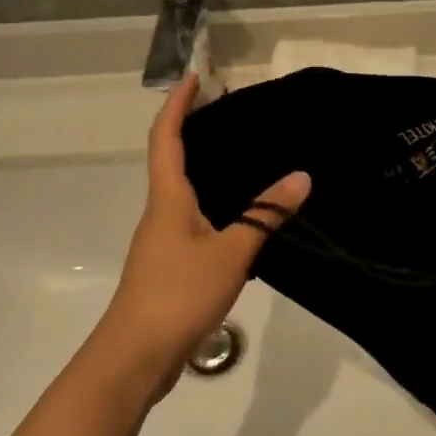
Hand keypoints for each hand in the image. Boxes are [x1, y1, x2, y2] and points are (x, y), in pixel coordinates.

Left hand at [92, 76, 310, 397]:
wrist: (134, 358)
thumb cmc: (177, 294)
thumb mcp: (230, 252)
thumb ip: (264, 216)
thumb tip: (301, 176)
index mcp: (168, 198)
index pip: (166, 137)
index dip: (177, 104)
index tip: (193, 77)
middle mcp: (160, 211)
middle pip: (171, 158)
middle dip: (192, 128)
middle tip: (229, 110)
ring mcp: (162, 239)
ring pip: (182, 189)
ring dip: (203, 165)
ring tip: (242, 153)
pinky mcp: (169, 264)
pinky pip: (192, 217)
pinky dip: (212, 200)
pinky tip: (239, 212)